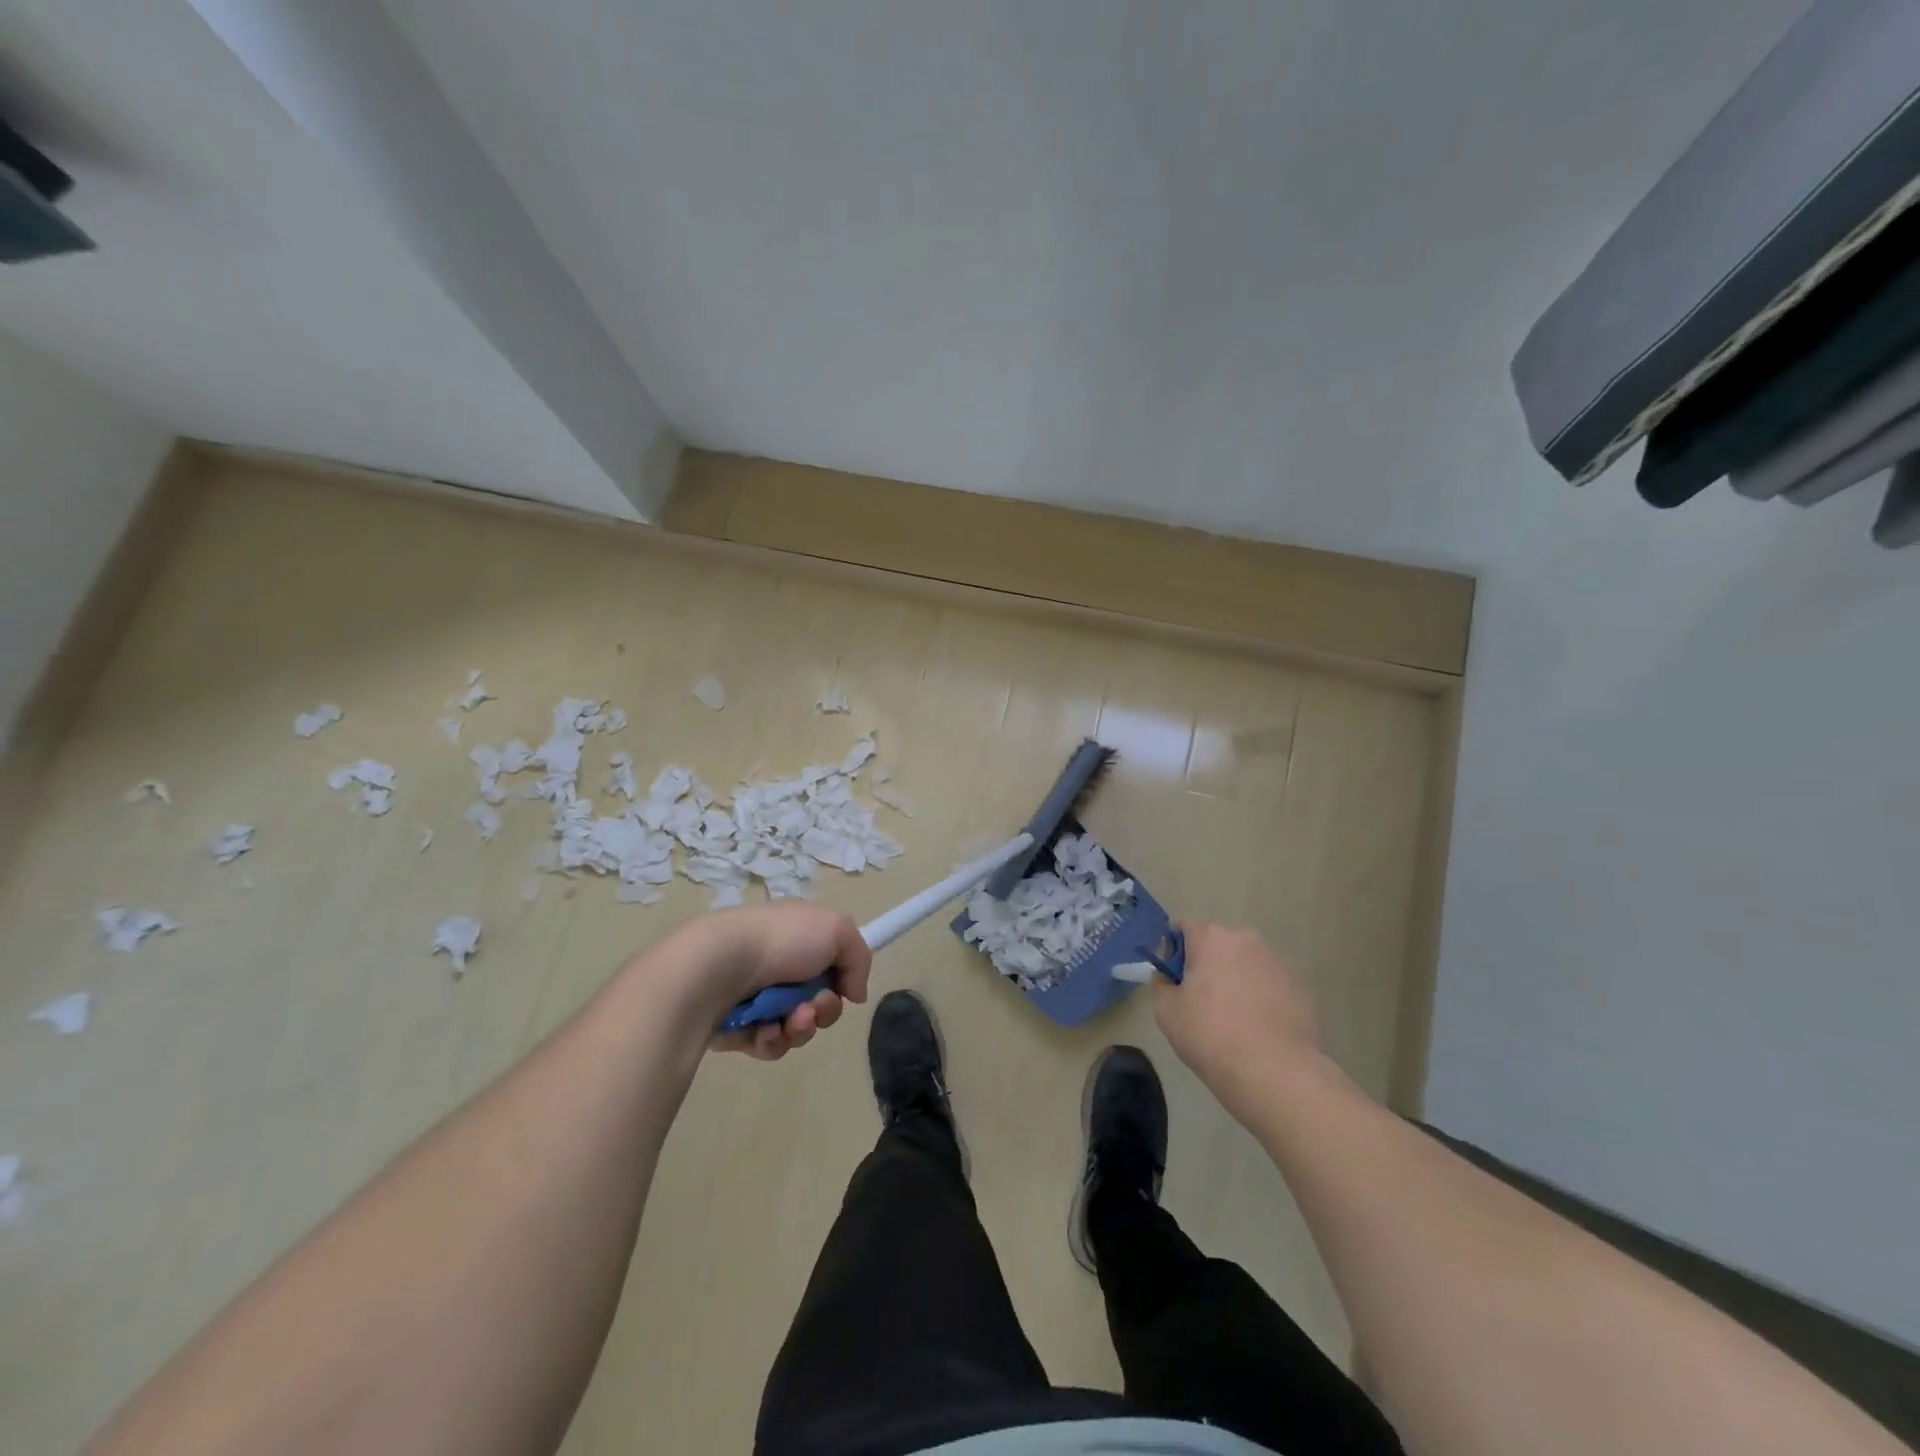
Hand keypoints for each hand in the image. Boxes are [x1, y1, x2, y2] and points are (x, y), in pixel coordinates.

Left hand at [663, 904, 871, 1061]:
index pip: (830, 967)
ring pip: (795, 1028)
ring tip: (789, 1020)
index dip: (841, 983)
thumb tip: (854, 994)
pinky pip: (768, 1045)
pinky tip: (765, 1031)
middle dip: (823, 1010)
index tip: (843, 989)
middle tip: (813, 1007)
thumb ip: (859, 958)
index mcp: (798, 939)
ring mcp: (757, 999)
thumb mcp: (838, 930)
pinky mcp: (737, 1029)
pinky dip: (772, 1040)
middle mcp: (778, 967)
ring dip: (800, 1028)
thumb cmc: (781, 941)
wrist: (719, 966)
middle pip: (817, 1003)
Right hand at [1153, 923, 1321, 1121]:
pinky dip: (1261, 997)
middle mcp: (1246, 940)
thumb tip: (1168, 977)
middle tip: (1202, 1002)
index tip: (1175, 980)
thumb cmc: (1210, 1035)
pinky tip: (1259, 1029)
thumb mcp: (1166, 1012)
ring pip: (1246, 963)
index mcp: (1211, 938)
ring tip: (1234, 1019)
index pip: (1184, 928)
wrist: (1275, 1072)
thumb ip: (1161, 984)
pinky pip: (1270, 984)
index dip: (1174, 951)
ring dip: (1236, 979)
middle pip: (1218, 944)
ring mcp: (1277, 962)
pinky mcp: (1300, 988)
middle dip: (1208, 964)